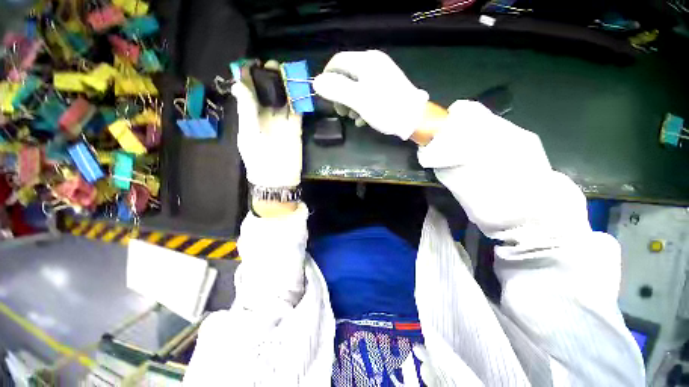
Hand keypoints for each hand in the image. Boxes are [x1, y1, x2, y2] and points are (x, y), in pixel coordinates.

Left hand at [231, 62, 302, 188]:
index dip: (250, 78)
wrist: (277, 178)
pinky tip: (298, 90)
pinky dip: (298, 101)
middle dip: (270, 79)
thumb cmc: (258, 159)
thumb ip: (247, 110)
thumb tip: (240, 84)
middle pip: (268, 94)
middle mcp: (266, 117)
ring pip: (284, 101)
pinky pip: (297, 112)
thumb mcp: (249, 134)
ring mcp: (282, 123)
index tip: (253, 63)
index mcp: (250, 117)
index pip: (250, 93)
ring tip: (286, 72)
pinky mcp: (295, 129)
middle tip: (273, 66)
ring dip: (285, 88)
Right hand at [313, 50, 428, 140]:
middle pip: (347, 75)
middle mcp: (373, 63)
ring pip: (357, 86)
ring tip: (354, 118)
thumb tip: (316, 82)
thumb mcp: (358, 100)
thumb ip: (336, 89)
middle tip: (342, 112)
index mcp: (365, 62)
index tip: (325, 97)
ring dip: (351, 103)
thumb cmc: (385, 108)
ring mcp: (382, 75)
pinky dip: (362, 105)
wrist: (414, 119)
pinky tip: (363, 119)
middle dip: (340, 95)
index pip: (337, 62)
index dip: (327, 78)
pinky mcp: (387, 87)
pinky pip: (368, 92)